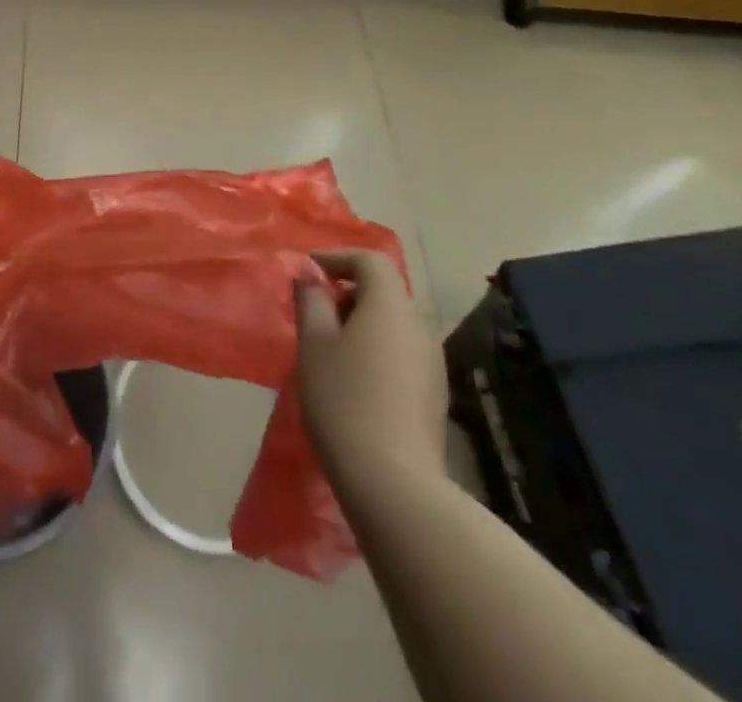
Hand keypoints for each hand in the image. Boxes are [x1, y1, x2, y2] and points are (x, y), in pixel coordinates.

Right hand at [295, 250, 448, 507]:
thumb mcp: (313, 344)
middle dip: (347, 292)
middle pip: (384, 291)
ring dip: (361, 323)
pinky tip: (353, 381)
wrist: (394, 484)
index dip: (337, 257)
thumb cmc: (344, 400)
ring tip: (329, 349)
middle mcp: (418, 326)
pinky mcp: (434, 396)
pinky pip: (401, 353)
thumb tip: (309, 276)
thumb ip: (310, 301)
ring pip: (393, 324)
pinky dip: (376, 350)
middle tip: (314, 313)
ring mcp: (432, 363)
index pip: (370, 260)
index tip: (308, 271)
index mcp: (390, 306)